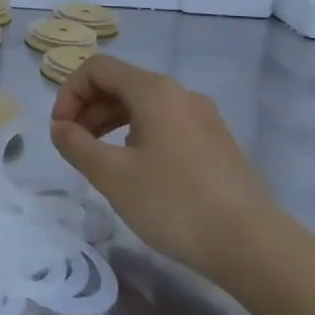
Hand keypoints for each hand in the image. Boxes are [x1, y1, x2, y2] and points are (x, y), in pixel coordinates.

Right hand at [50, 55, 279, 283]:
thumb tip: (60, 128)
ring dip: (110, 123)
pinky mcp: (217, 143)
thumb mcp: (111, 174)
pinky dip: (137, 135)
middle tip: (72, 144)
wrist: (254, 246)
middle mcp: (180, 94)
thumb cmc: (173, 202)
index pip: (97, 68)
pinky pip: (165, 124)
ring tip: (98, 159)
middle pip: (120, 83)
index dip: (69, 92)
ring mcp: (203, 118)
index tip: (60, 129)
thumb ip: (76, 144)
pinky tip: (135, 171)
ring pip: (143, 105)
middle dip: (87, 108)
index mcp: (154, 91)